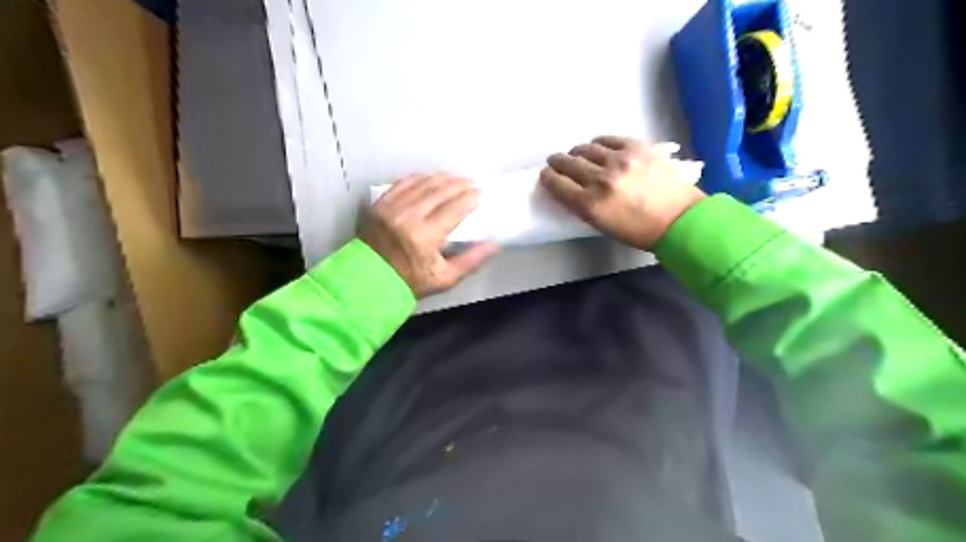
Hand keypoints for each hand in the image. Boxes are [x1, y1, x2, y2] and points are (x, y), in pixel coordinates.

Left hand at [357, 174, 501, 298]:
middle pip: (439, 191)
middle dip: (458, 184)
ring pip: (421, 183)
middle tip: (471, 183)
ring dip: (441, 178)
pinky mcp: (379, 204)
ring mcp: (391, 208)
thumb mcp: (445, 279)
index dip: (470, 198)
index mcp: (425, 237)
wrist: (368, 281)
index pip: (454, 209)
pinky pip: (402, 183)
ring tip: (454, 178)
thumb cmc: (410, 282)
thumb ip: (471, 260)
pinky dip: (419, 178)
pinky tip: (429, 178)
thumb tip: (494, 244)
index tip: (480, 193)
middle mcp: (407, 217)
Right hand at [540, 136, 708, 250]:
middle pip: (567, 163)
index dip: (547, 177)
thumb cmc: (638, 230)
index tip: (545, 174)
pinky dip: (598, 144)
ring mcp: (619, 160)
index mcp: (590, 205)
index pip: (557, 184)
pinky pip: (607, 139)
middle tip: (557, 162)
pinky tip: (599, 148)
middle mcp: (600, 180)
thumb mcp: (602, 225)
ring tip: (579, 155)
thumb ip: (582, 206)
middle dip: (558, 162)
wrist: (678, 219)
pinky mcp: (636, 147)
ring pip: (585, 148)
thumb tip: (569, 188)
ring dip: (577, 152)